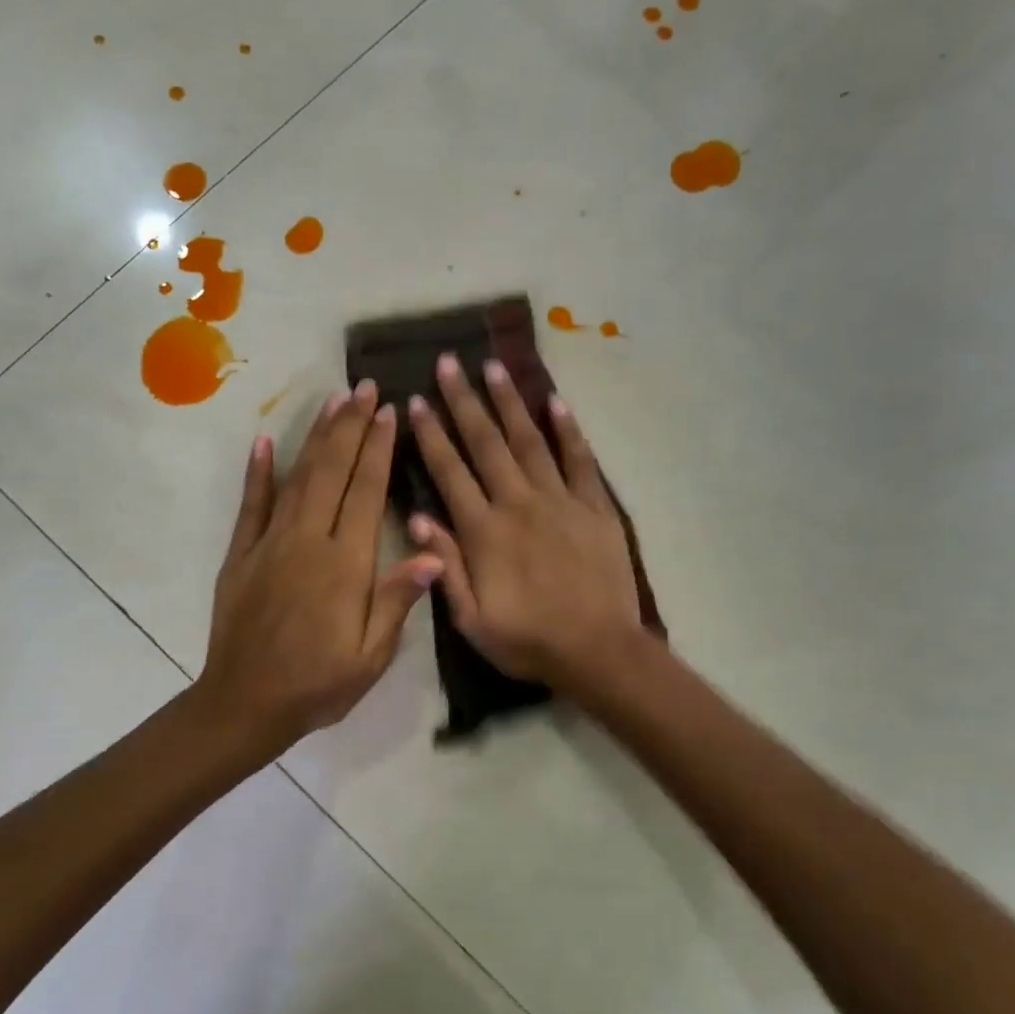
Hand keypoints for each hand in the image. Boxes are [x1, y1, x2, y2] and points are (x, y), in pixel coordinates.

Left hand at [197, 381, 443, 755]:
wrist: (246, 704)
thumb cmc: (318, 685)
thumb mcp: (371, 655)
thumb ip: (397, 600)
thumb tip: (434, 553)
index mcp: (345, 565)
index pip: (367, 493)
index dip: (379, 450)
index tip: (389, 413)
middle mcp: (308, 541)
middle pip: (333, 472)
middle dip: (351, 427)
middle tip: (365, 389)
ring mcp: (270, 544)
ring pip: (298, 478)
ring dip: (316, 437)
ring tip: (333, 402)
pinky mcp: (241, 554)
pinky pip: (251, 505)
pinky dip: (258, 472)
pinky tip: (264, 441)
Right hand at [407, 353, 642, 685]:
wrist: (598, 651)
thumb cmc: (528, 641)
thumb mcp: (471, 619)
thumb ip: (445, 566)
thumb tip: (418, 518)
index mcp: (483, 532)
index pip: (450, 472)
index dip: (431, 435)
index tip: (416, 401)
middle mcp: (518, 504)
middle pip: (486, 444)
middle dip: (464, 401)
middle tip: (449, 362)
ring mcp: (560, 501)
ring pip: (529, 441)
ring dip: (510, 402)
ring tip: (494, 367)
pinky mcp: (595, 507)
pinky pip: (580, 460)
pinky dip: (568, 430)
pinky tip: (556, 402)